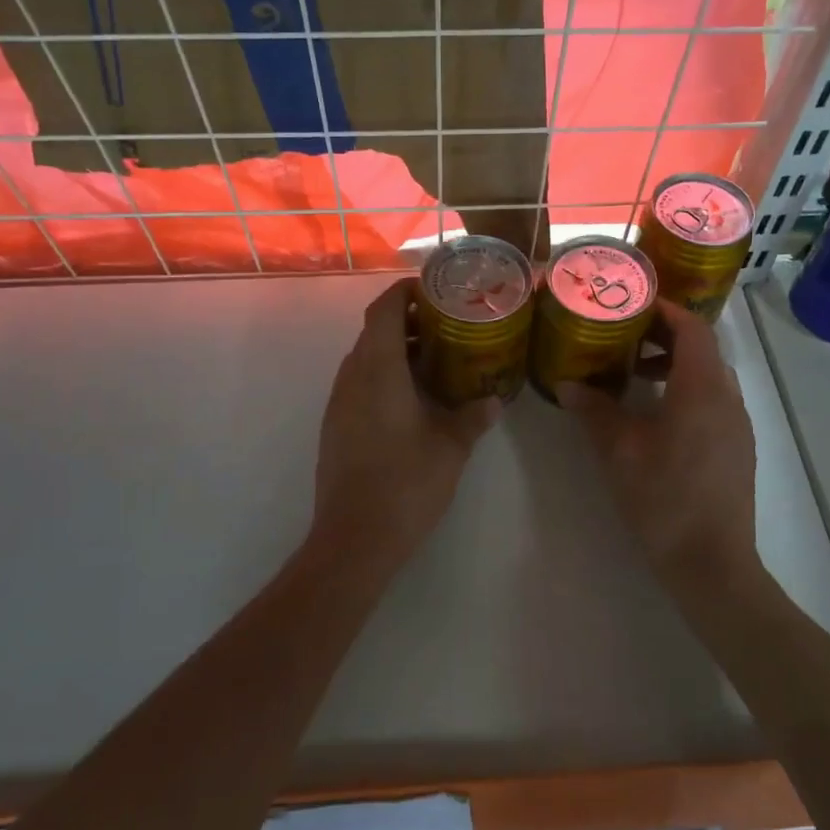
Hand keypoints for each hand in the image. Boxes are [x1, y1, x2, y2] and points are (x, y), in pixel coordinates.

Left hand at [312, 279, 500, 563]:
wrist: (354, 538)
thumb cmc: (405, 483)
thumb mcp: (451, 448)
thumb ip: (473, 417)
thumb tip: (493, 400)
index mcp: (378, 371)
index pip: (382, 310)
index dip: (403, 292)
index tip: (432, 291)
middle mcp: (352, 378)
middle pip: (373, 332)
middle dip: (406, 322)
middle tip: (445, 327)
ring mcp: (339, 403)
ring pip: (364, 359)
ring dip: (394, 351)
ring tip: (434, 361)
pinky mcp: (335, 426)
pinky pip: (359, 384)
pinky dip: (383, 376)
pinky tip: (412, 400)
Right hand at [558, 301, 756, 577]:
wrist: (712, 564)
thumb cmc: (664, 499)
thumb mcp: (619, 451)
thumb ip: (594, 411)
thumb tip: (567, 384)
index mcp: (702, 388)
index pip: (693, 328)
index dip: (665, 310)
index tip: (632, 304)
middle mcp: (728, 398)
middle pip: (702, 349)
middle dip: (664, 337)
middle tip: (624, 338)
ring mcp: (737, 426)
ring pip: (709, 377)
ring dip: (675, 367)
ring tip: (634, 377)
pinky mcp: (737, 449)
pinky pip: (713, 402)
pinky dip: (686, 392)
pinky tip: (656, 418)